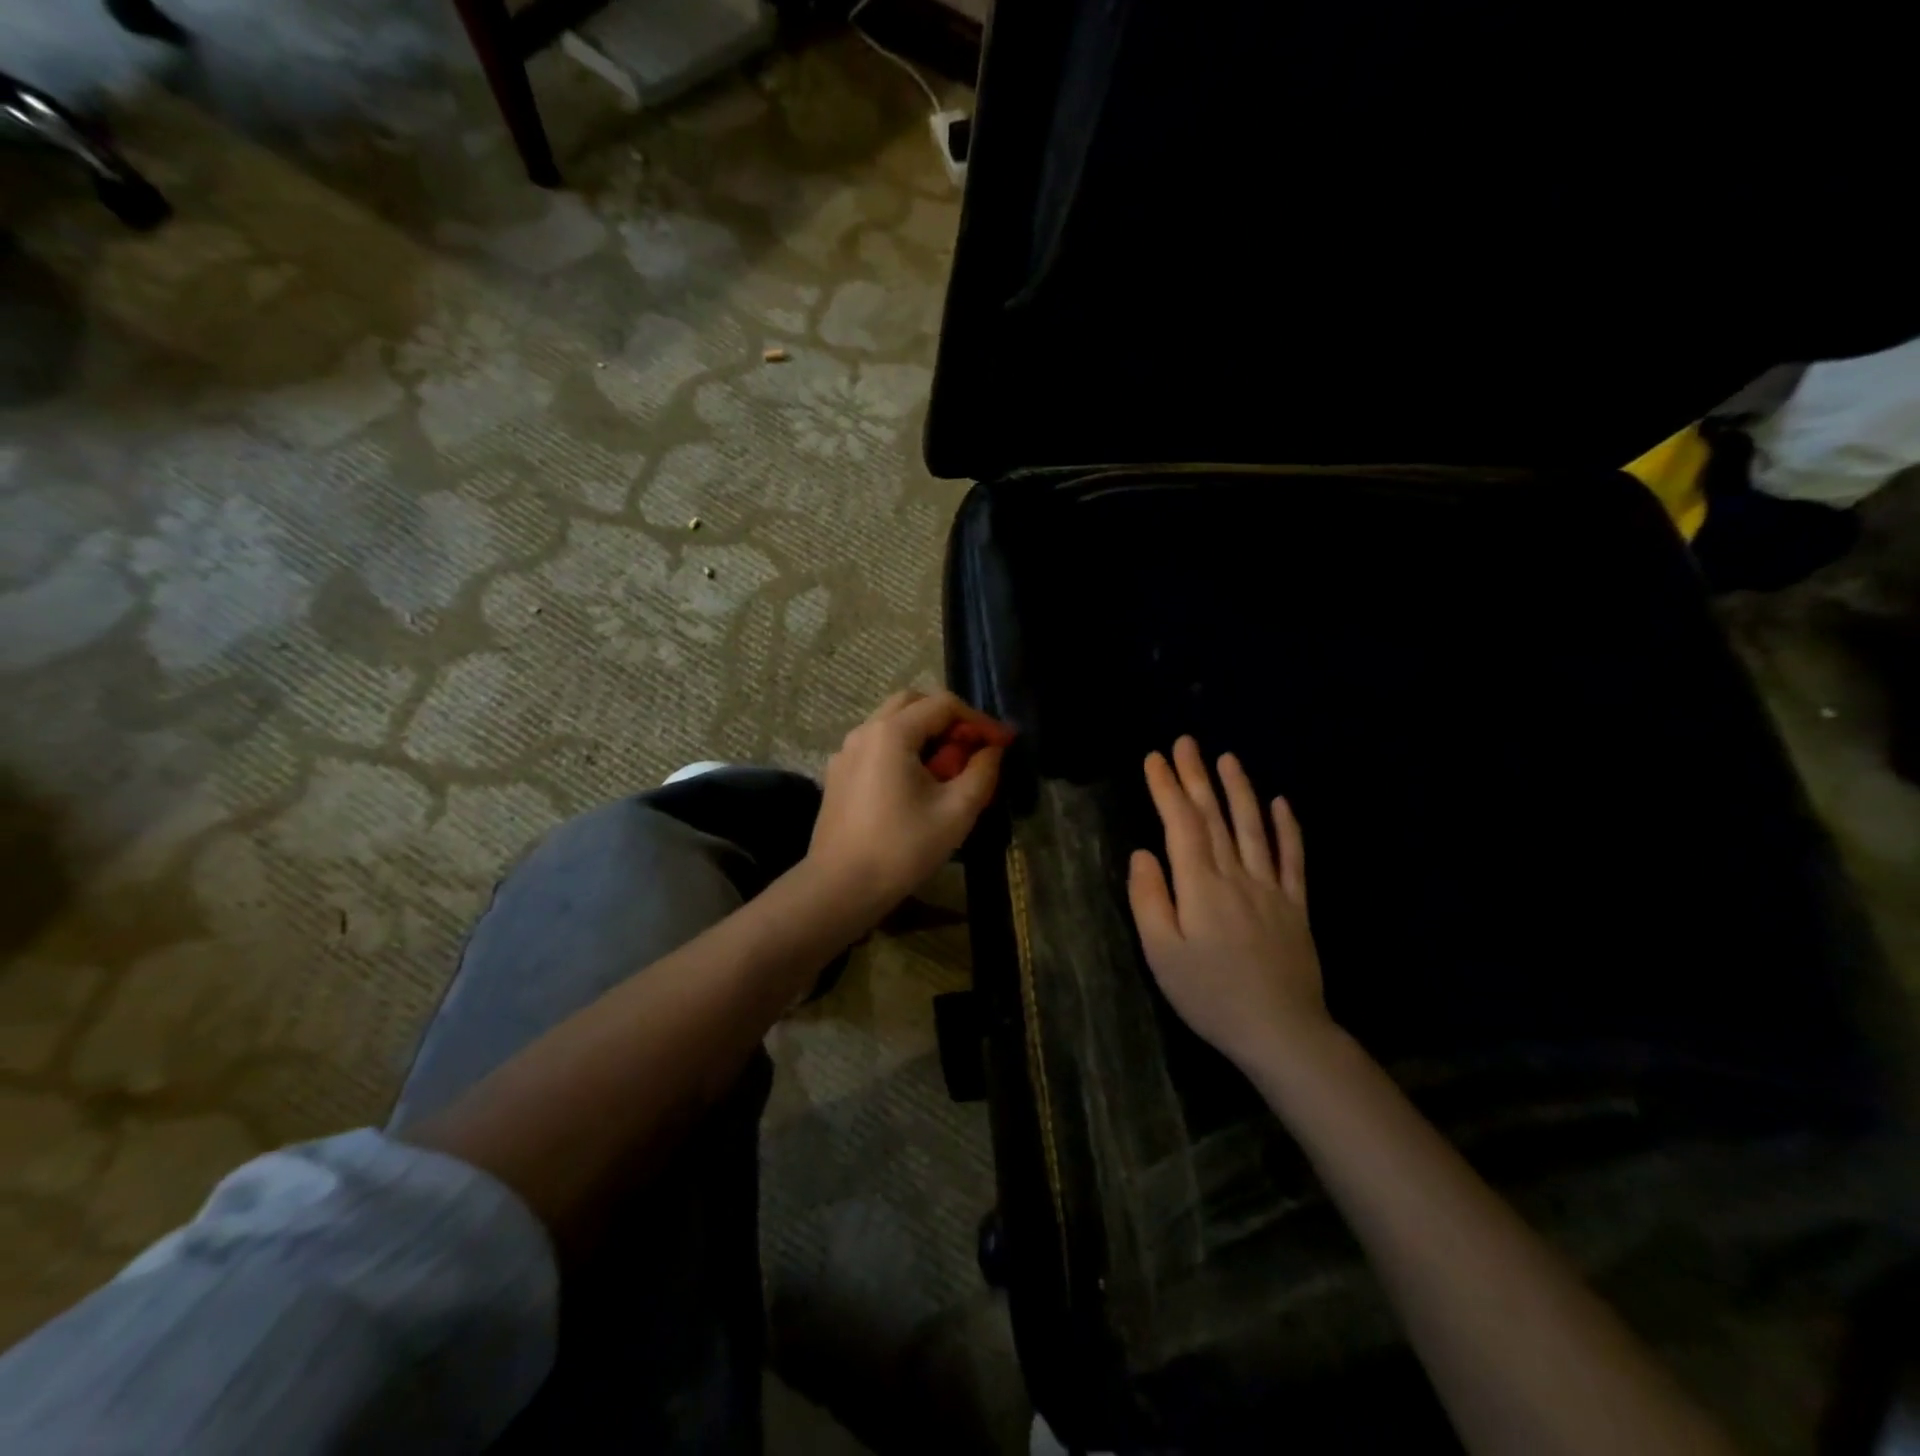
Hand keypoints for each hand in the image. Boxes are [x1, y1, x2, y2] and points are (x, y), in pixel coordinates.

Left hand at [808, 690, 1013, 918]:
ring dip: (925, 733)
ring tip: (948, 768)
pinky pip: (876, 745)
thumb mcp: (956, 812)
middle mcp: (864, 731)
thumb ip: (982, 772)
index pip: (944, 704)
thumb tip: (992, 750)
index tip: (1003, 744)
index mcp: (892, 733)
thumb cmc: (902, 849)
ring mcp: (846, 752)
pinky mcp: (838, 774)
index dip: (979, 720)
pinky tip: (916, 784)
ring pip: (892, 723)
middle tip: (973, 748)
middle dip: (949, 719)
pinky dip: (903, 749)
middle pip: (914, 703)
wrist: (841, 887)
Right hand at [1127, 736, 1328, 1071]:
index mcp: (1200, 886)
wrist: (1281, 1031)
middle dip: (1196, 776)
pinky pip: (1292, 858)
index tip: (1154, 758)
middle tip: (1185, 742)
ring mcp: (1270, 888)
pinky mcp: (1295, 906)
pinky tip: (1281, 803)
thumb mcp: (1161, 953)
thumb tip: (1142, 853)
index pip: (1181, 825)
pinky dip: (1287, 827)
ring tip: (1227, 758)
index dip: (1166, 788)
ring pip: (1253, 827)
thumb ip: (1148, 899)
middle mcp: (1236, 875)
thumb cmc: (1210, 995)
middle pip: (1214, 817)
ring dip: (1239, 790)